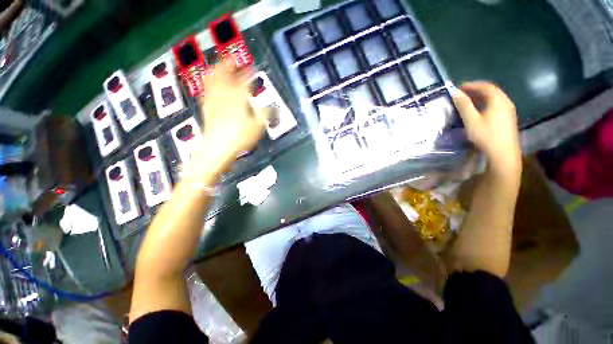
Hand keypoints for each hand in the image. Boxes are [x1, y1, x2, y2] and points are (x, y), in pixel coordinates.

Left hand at [197, 61, 266, 167]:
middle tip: (232, 59)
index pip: (245, 80)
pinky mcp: (207, 107)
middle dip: (227, 64)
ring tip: (220, 66)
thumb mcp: (258, 127)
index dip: (249, 73)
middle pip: (223, 73)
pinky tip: (212, 85)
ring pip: (212, 79)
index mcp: (238, 98)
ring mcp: (213, 100)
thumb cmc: (240, 137)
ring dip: (216, 70)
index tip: (253, 68)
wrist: (218, 148)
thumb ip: (265, 114)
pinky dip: (210, 83)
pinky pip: (206, 90)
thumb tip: (272, 107)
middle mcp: (224, 94)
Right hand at [453, 82, 521, 175]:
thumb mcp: (471, 120)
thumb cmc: (486, 135)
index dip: (472, 85)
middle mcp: (506, 102)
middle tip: (462, 93)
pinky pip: (496, 105)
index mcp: (498, 100)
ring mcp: (509, 111)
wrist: (503, 153)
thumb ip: (464, 105)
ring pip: (494, 98)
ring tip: (468, 101)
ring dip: (481, 97)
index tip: (459, 87)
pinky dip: (486, 103)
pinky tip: (479, 110)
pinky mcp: (508, 118)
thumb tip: (455, 92)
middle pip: (491, 91)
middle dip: (476, 90)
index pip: (485, 86)